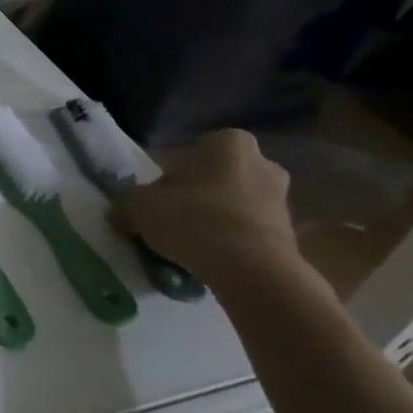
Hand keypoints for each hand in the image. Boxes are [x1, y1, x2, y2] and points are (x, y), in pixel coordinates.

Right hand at [115, 129, 301, 287]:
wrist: (252, 270)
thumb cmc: (193, 219)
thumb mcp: (139, 206)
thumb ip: (128, 204)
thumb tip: (121, 214)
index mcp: (227, 142)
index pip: (188, 154)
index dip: (168, 179)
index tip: (157, 202)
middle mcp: (262, 161)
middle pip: (214, 178)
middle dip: (195, 197)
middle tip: (172, 220)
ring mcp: (281, 197)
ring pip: (233, 204)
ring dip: (214, 219)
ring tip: (191, 246)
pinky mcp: (291, 232)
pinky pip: (249, 230)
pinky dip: (232, 240)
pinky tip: (212, 260)